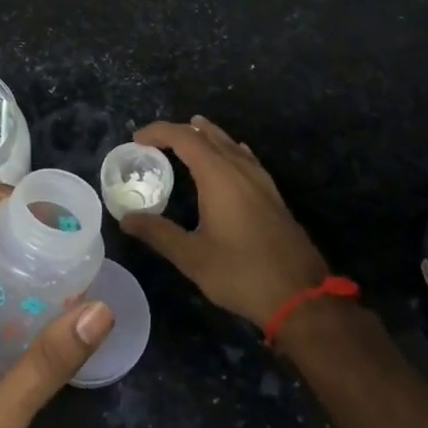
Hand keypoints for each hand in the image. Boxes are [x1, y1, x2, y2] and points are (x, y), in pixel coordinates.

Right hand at [123, 116, 329, 329]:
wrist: (300, 296)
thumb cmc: (241, 273)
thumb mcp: (192, 257)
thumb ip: (158, 233)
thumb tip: (126, 218)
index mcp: (218, 175)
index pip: (184, 137)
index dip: (158, 132)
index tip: (136, 140)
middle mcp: (240, 169)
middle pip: (207, 135)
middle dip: (180, 131)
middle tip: (155, 141)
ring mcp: (261, 180)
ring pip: (230, 144)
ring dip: (206, 136)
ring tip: (189, 133)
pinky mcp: (273, 195)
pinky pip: (246, 157)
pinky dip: (228, 149)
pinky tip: (230, 156)